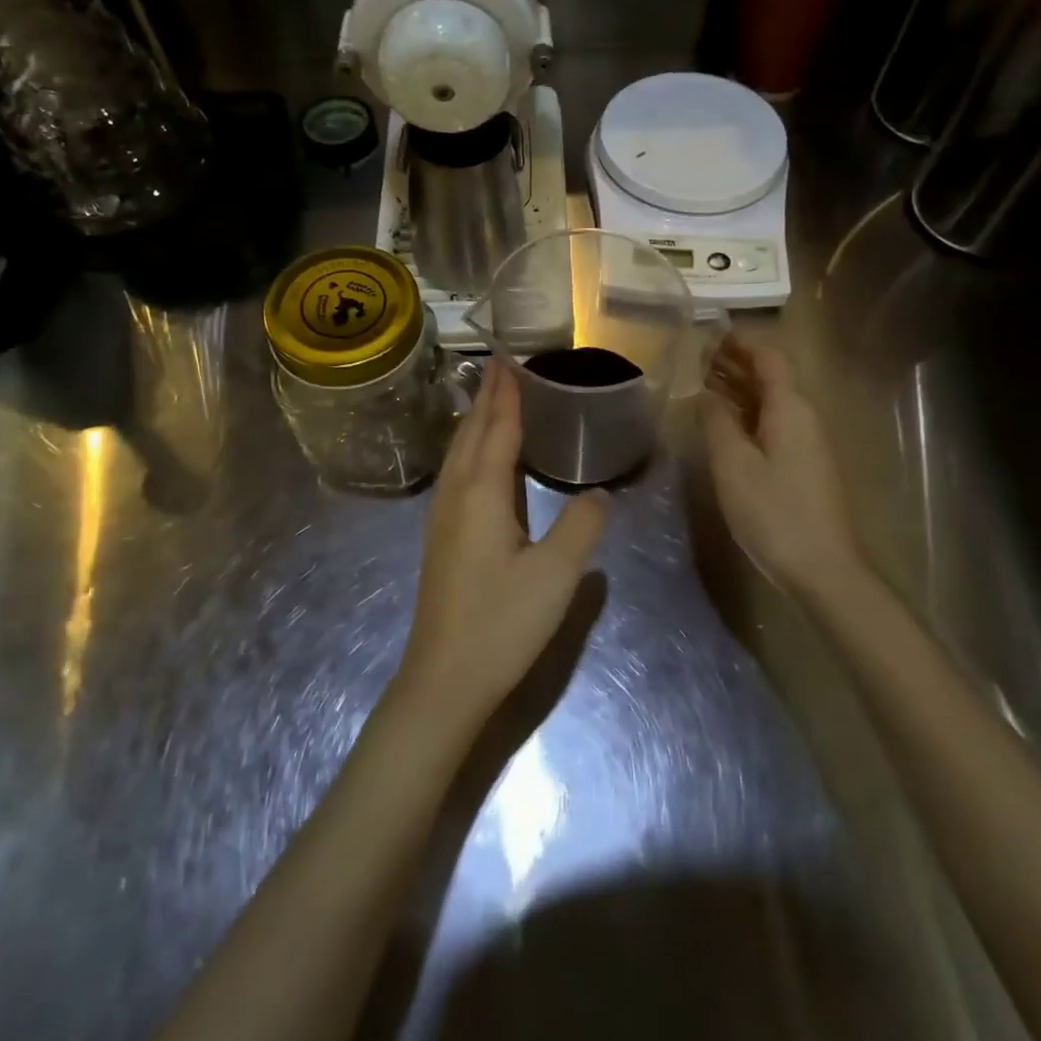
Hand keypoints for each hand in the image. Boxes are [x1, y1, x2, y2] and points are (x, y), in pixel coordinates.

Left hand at [396, 360, 608, 729]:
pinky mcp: (441, 539)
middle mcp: (455, 496)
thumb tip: (599, 493)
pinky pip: (455, 474)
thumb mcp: (556, 575)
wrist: (444, 679)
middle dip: (485, 397)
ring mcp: (442, 518)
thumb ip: (582, 526)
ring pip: (458, 454)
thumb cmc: (501, 623)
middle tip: (497, 365)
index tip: (508, 360)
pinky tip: (477, 460)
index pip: (496, 429)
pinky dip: (469, 449)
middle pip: (470, 433)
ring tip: (488, 399)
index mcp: (482, 494)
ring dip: (474, 421)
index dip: (506, 395)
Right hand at [701, 333, 864, 599]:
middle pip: (771, 377)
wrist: (822, 568)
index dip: (740, 342)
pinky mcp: (803, 465)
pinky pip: (773, 423)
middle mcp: (803, 416)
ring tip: (702, 383)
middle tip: (697, 356)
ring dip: (739, 388)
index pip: (769, 357)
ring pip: (771, 401)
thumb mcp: (733, 464)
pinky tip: (723, 423)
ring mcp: (807, 442)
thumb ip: (716, 422)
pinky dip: (747, 414)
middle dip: (736, 362)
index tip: (709, 333)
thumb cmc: (774, 512)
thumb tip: (703, 393)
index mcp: (790, 408)